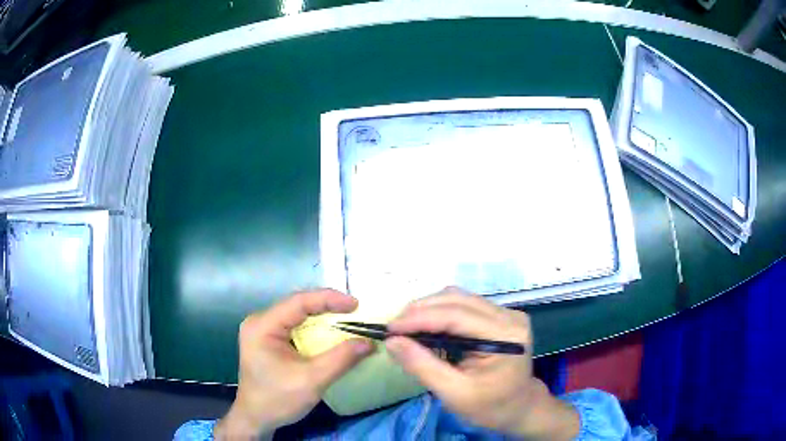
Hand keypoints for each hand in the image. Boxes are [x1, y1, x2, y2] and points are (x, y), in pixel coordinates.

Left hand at [215, 289, 373, 439]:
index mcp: (262, 326)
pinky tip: (331, 332)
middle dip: (328, 306)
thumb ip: (340, 359)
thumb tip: (369, 342)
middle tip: (356, 311)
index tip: (356, 304)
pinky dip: (316, 328)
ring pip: (298, 315)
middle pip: (298, 305)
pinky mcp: (269, 340)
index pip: (298, 302)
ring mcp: (263, 330)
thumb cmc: (278, 400)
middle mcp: (260, 321)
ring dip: (323, 317)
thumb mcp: (312, 380)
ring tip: (349, 319)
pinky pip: (296, 326)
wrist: (256, 418)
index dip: (329, 299)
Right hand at [385, 288, 579, 439]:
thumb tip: (391, 342)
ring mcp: (507, 313)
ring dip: (429, 309)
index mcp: (505, 336)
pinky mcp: (500, 316)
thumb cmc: (490, 406)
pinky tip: (426, 327)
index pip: (456, 315)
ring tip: (406, 327)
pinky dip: (440, 313)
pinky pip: (464, 305)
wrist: (519, 407)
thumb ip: (422, 366)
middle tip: (394, 329)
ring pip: (459, 298)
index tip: (389, 329)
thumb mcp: (454, 393)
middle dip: (421, 310)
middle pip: (457, 299)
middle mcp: (509, 316)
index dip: (419, 318)